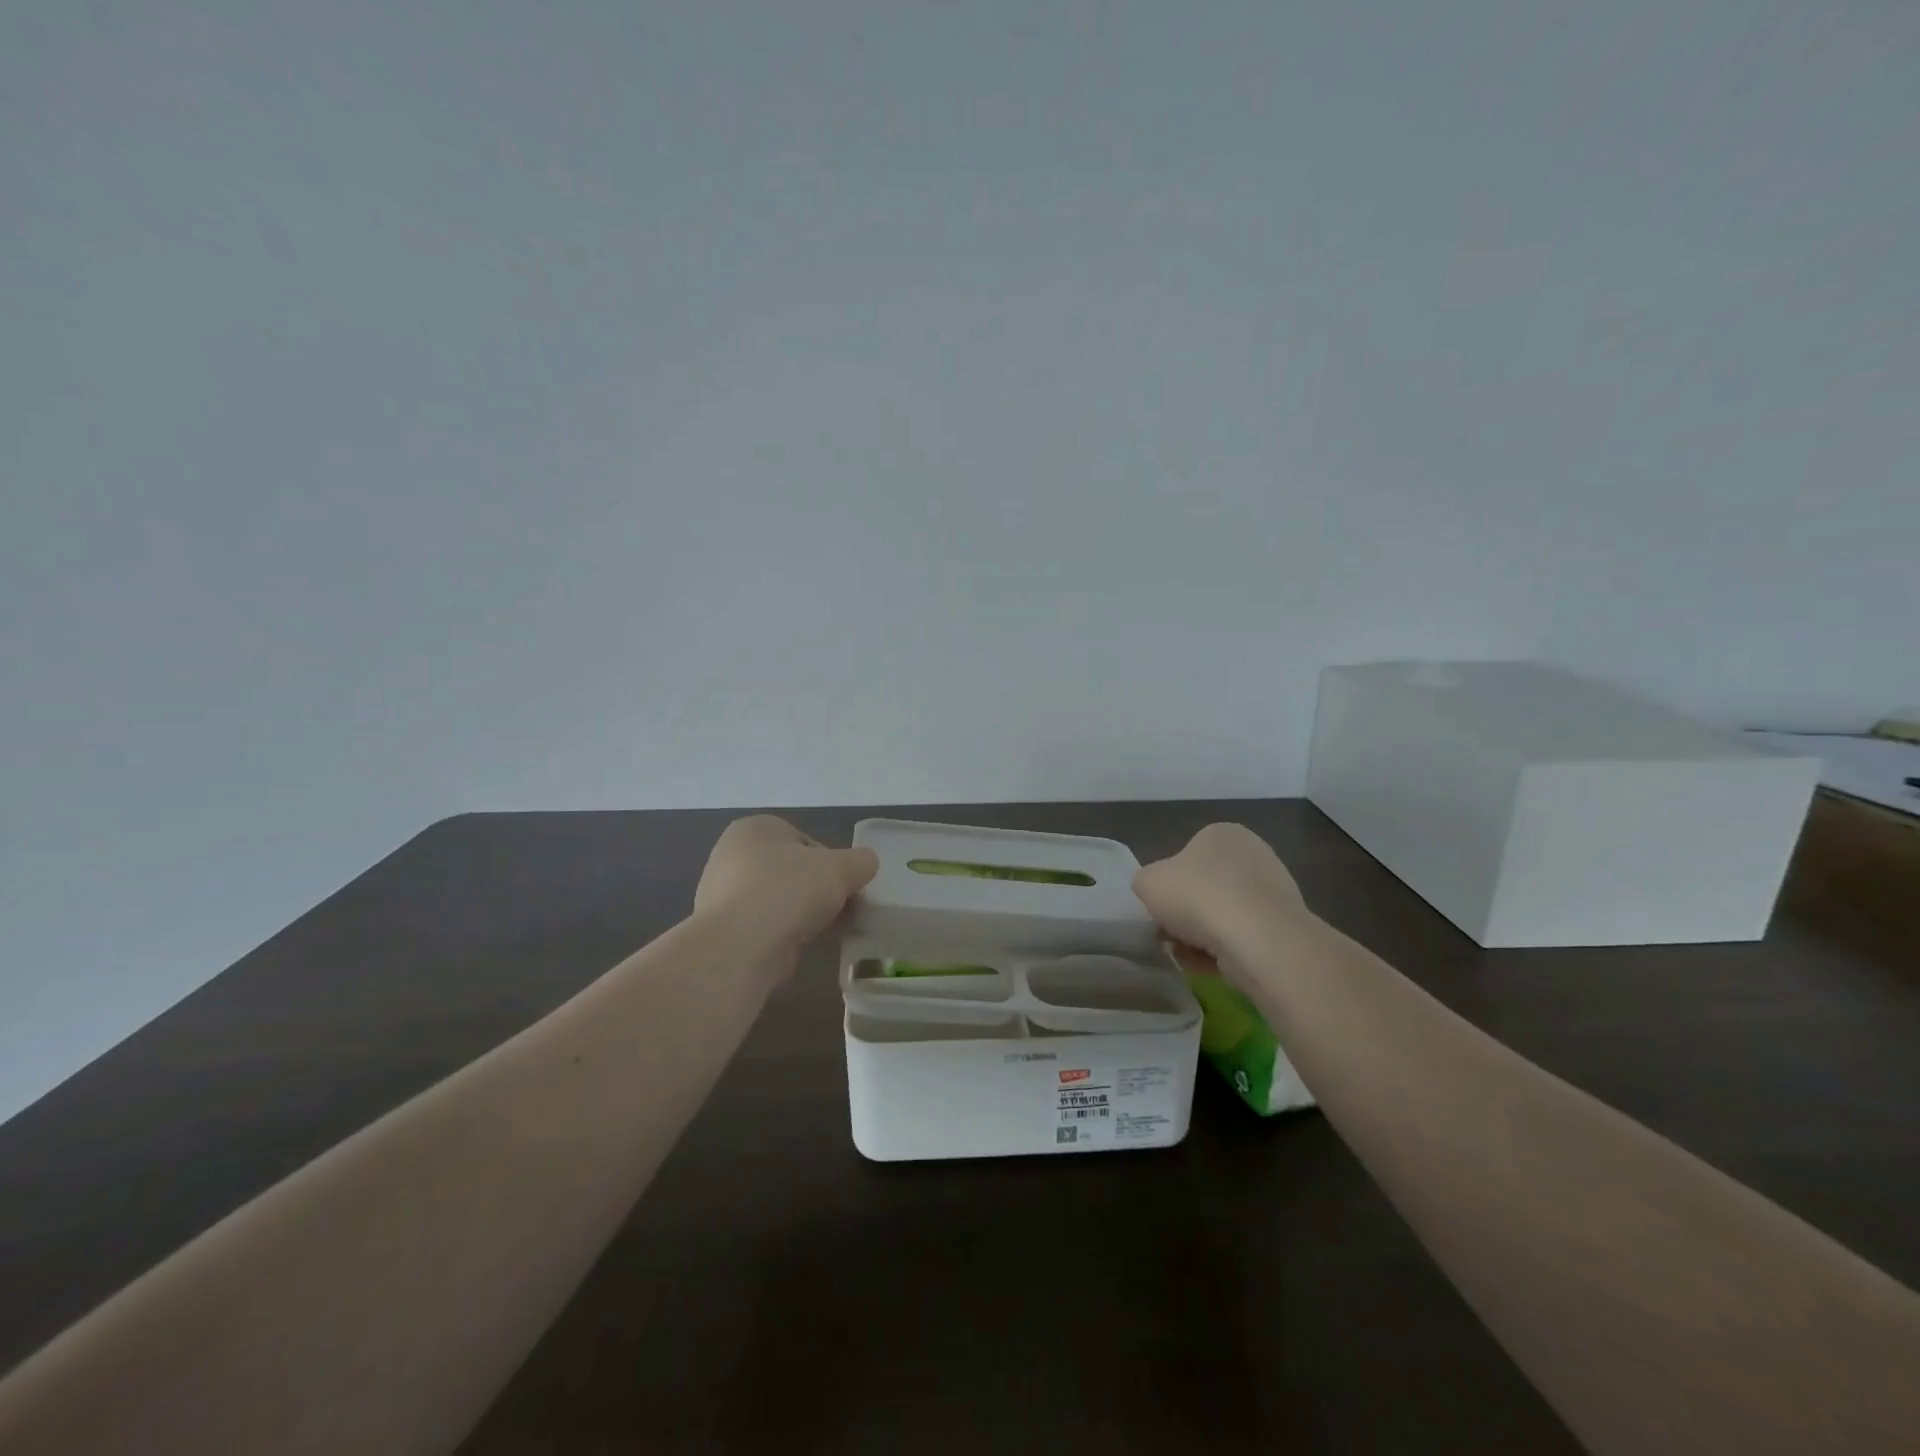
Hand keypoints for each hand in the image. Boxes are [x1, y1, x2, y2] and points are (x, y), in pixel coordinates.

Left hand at [694, 816, 878, 975]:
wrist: (740, 947)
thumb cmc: (789, 890)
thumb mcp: (842, 867)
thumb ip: (861, 861)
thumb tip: (865, 865)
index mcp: (755, 828)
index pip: (805, 841)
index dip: (831, 863)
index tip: (845, 885)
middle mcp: (732, 855)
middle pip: (792, 871)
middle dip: (817, 890)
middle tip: (841, 909)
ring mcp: (722, 894)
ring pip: (779, 900)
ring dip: (803, 914)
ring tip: (825, 931)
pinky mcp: (723, 930)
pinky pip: (765, 926)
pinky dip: (785, 934)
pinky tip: (801, 947)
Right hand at [1132, 823, 1309, 968]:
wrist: (1258, 940)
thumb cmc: (1198, 897)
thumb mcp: (1147, 882)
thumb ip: (1146, 882)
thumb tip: (1156, 893)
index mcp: (1222, 834)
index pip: (1186, 858)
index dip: (1169, 886)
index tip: (1160, 910)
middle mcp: (1253, 854)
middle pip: (1206, 888)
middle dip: (1187, 914)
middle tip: (1171, 935)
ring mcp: (1274, 890)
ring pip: (1224, 915)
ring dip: (1203, 936)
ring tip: (1188, 955)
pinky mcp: (1285, 925)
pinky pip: (1244, 937)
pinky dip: (1226, 951)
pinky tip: (1211, 965)